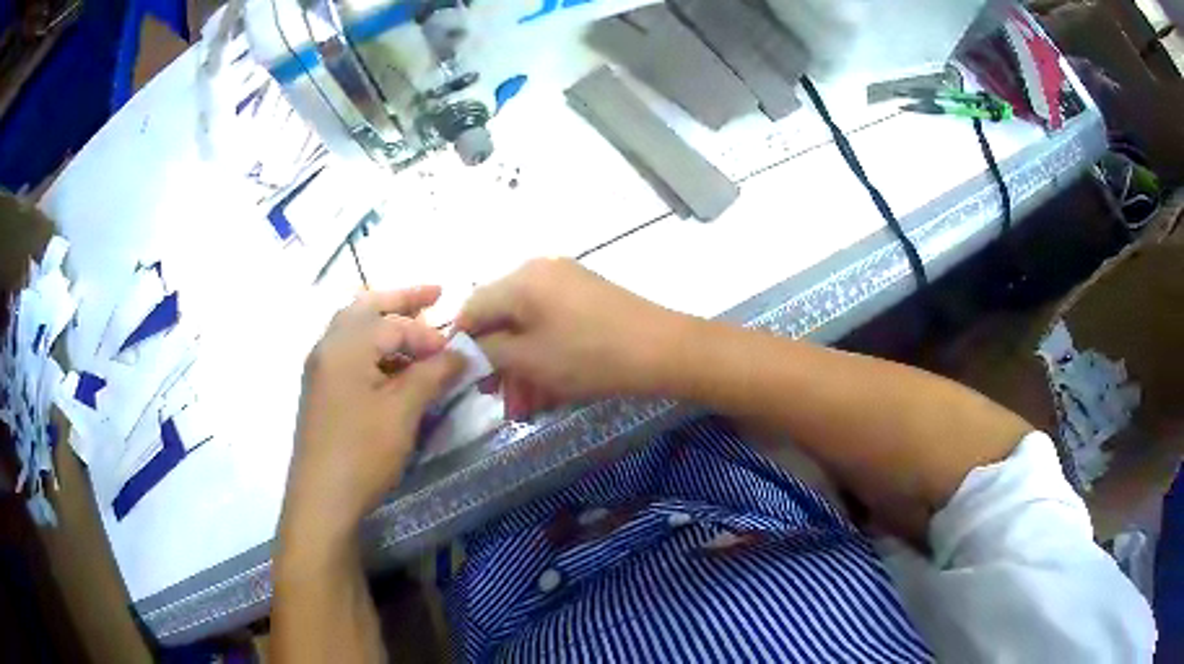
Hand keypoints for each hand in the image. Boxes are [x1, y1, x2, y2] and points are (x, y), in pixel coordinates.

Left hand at [281, 287, 464, 548]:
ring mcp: (320, 369)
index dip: (427, 333)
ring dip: (384, 322)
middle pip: (365, 307)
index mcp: (345, 345)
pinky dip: (372, 347)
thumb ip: (432, 375)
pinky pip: (348, 352)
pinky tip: (391, 365)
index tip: (455, 351)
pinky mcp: (321, 390)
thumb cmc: (362, 451)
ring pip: (353, 328)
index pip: (392, 323)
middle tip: (434, 294)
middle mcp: (327, 347)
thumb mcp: (403, 411)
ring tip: (415, 329)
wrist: (322, 499)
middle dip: (401, 299)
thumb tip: (461, 353)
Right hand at [456, 258, 681, 416]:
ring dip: (521, 364)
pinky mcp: (588, 296)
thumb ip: (489, 351)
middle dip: (497, 360)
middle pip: (502, 316)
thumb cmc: (589, 355)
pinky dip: (544, 353)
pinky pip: (552, 324)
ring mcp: (567, 281)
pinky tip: (547, 389)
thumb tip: (468, 347)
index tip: (463, 374)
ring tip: (523, 404)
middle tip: (495, 395)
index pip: (473, 306)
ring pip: (529, 325)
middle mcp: (540, 270)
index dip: (463, 341)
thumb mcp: (530, 359)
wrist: (663, 350)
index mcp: (521, 279)